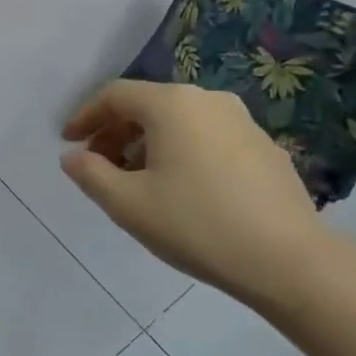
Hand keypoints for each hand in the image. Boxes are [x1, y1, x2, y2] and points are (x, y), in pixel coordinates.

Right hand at [61, 80, 329, 312]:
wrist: (286, 260)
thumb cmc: (195, 224)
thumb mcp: (127, 204)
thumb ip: (90, 173)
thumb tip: (73, 156)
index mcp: (172, 104)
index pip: (115, 95)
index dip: (85, 116)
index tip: (68, 142)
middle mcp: (208, 100)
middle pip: (148, 105)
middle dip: (116, 132)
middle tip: (98, 166)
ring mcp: (242, 122)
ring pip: (180, 123)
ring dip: (148, 144)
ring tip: (136, 182)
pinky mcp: (264, 148)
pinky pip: (207, 138)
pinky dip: (181, 153)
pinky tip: (181, 190)